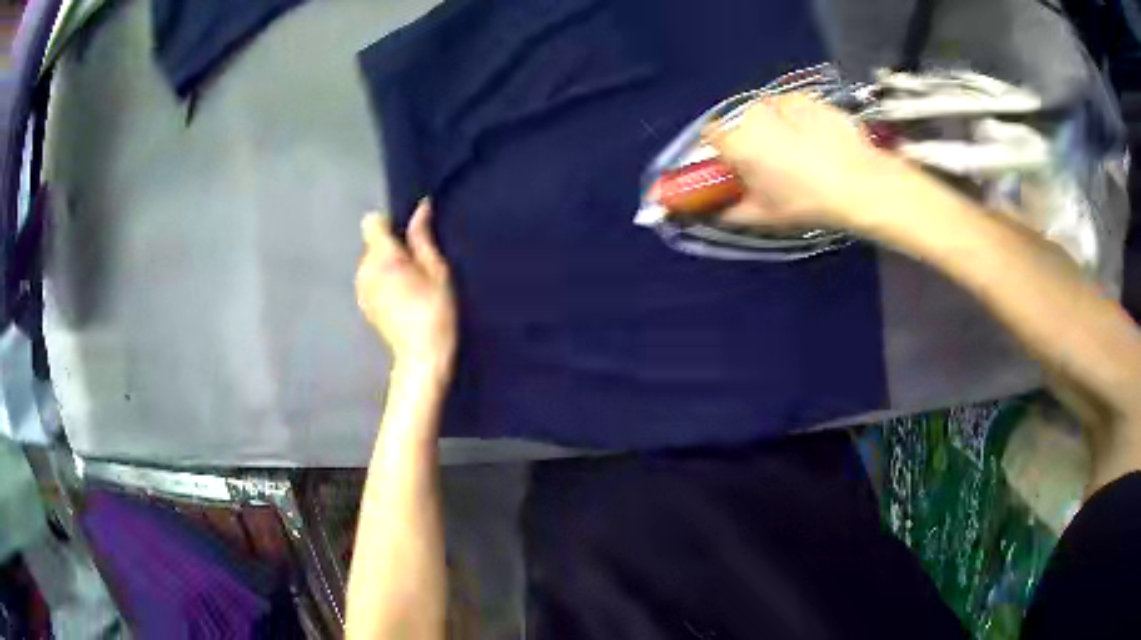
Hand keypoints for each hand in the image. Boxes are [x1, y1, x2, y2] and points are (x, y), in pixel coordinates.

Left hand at [356, 200, 456, 378]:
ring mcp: (361, 289)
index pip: (372, 222)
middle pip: (373, 243)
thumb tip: (421, 208)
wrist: (421, 356)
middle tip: (417, 266)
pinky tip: (401, 300)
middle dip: (391, 247)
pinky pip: (370, 280)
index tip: (408, 237)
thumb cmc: (435, 310)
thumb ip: (423, 237)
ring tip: (410, 285)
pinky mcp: (363, 304)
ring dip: (386, 266)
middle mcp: (364, 269)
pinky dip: (382, 282)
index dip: (390, 224)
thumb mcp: (437, 270)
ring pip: (371, 262)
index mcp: (382, 256)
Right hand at [705, 93, 897, 230]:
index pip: (710, 134)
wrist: (858, 183)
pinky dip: (799, 119)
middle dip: (753, 139)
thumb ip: (732, 212)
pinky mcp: (808, 98)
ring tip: (801, 150)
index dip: (721, 150)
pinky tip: (817, 139)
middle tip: (773, 164)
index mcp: (737, 142)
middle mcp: (753, 114)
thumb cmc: (806, 202)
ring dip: (775, 126)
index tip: (735, 164)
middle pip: (742, 123)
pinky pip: (794, 107)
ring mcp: (782, 101)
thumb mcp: (765, 217)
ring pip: (769, 112)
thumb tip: (720, 211)